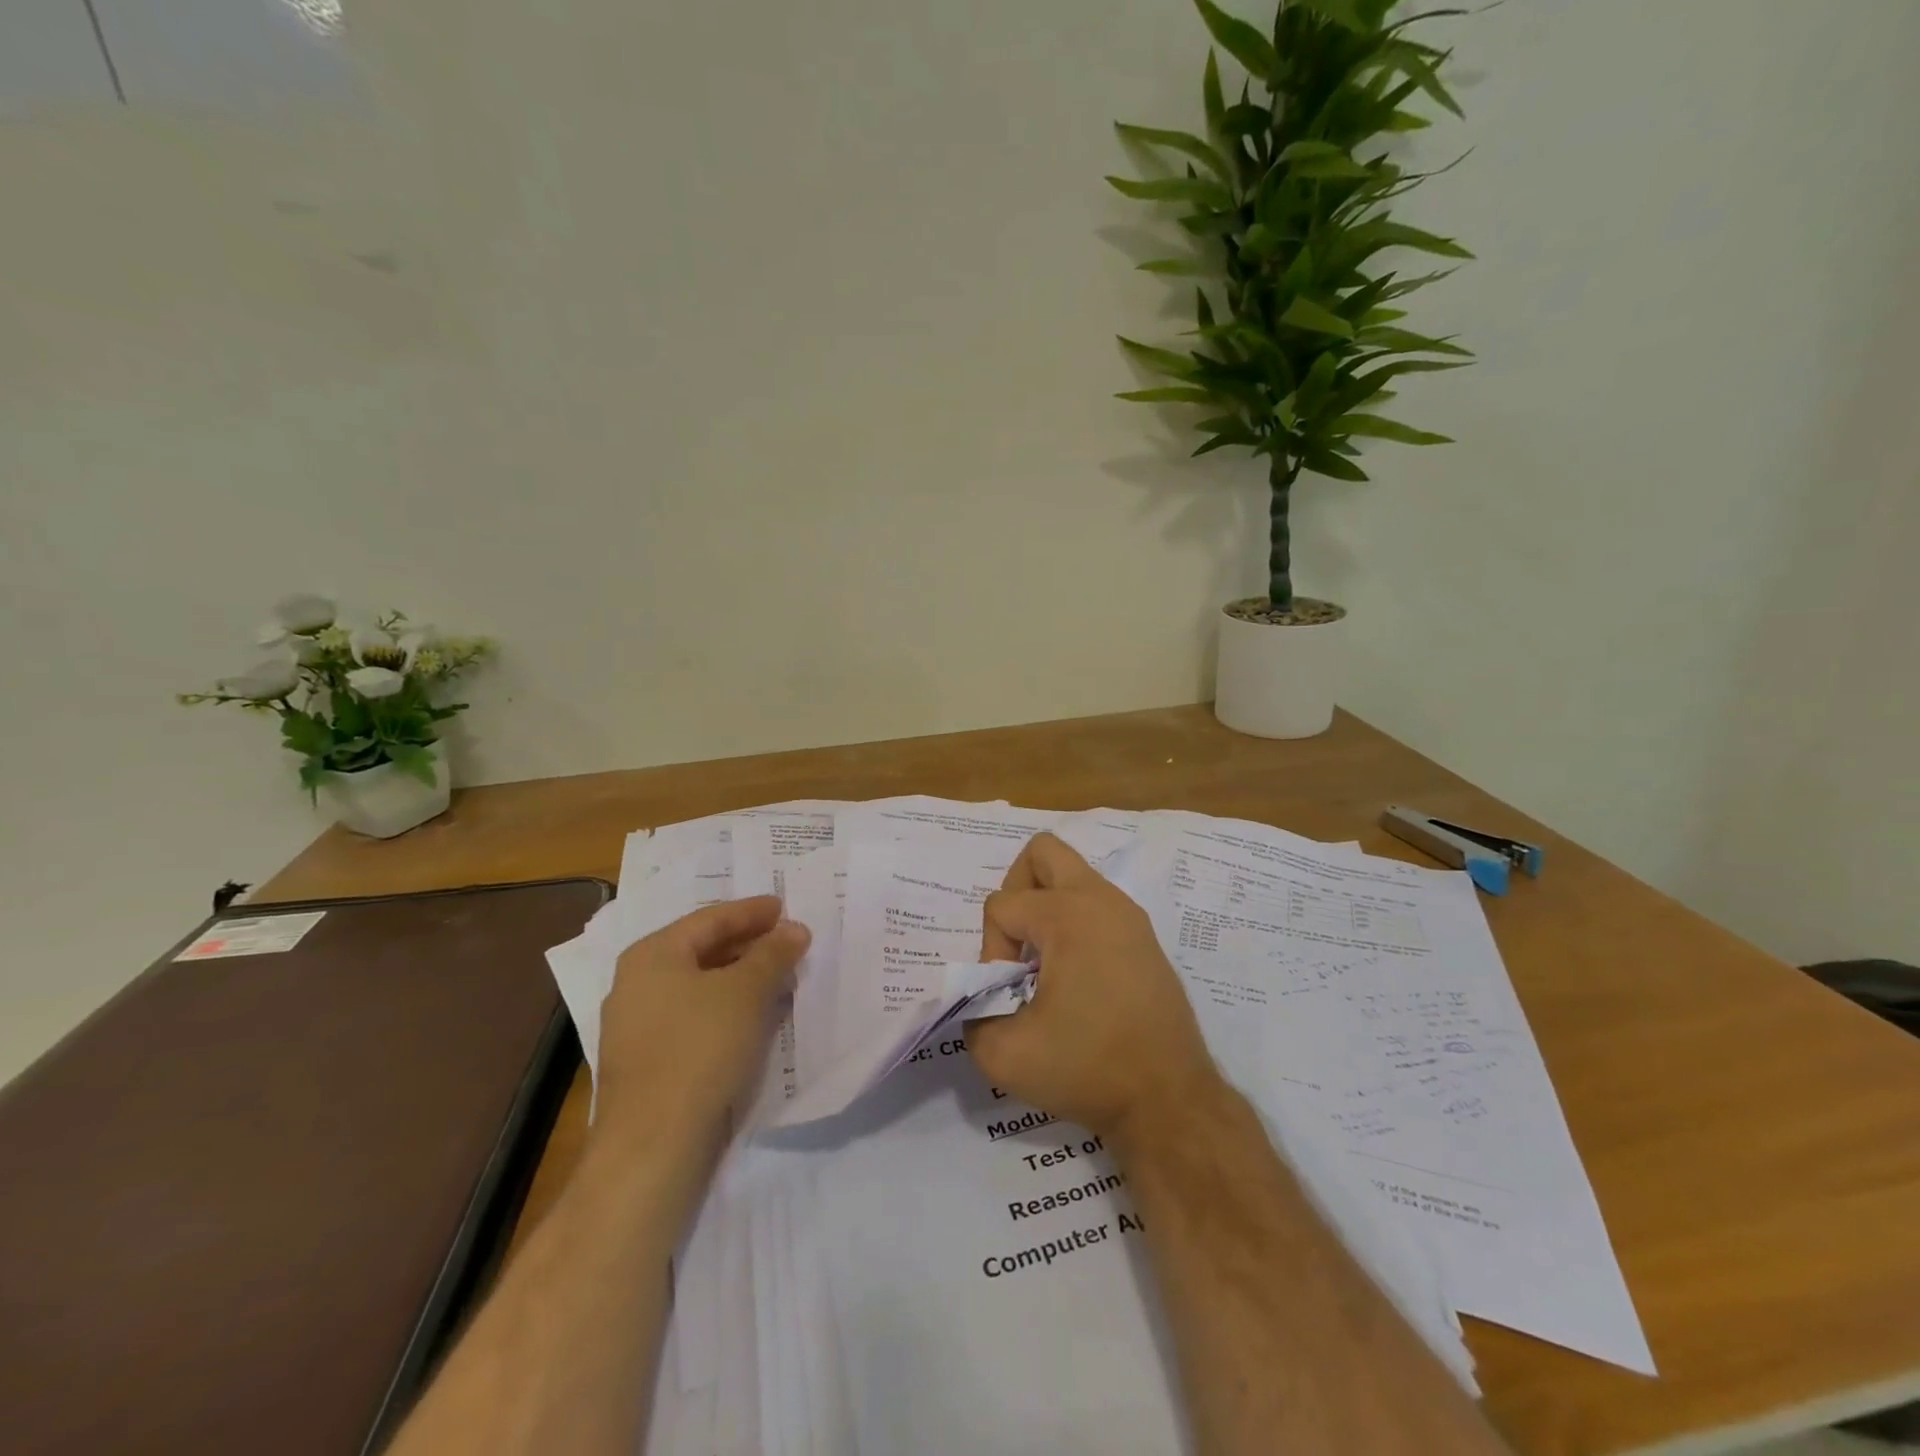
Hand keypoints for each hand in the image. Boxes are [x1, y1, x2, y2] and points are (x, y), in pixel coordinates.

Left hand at [593, 897, 809, 1150]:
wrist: (652, 1146)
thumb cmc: (699, 1049)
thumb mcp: (747, 991)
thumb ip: (773, 953)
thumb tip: (794, 929)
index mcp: (652, 955)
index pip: (711, 919)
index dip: (752, 911)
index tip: (786, 907)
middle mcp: (637, 983)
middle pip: (703, 950)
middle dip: (750, 945)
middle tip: (789, 942)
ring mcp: (638, 1026)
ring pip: (700, 987)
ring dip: (742, 979)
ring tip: (781, 978)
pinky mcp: (649, 1062)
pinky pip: (695, 1018)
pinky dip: (728, 1009)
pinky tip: (756, 1018)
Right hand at [968, 833, 1223, 1144]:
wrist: (1170, 1101)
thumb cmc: (1088, 1069)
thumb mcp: (1004, 1054)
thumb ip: (972, 1015)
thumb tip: (981, 996)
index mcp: (1068, 915)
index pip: (1002, 905)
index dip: (992, 950)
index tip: (1012, 994)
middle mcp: (1101, 900)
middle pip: (1043, 852)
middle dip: (1017, 889)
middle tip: (1018, 941)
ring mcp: (1129, 916)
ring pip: (1073, 877)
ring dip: (1046, 909)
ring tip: (1043, 965)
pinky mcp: (1144, 938)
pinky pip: (1095, 906)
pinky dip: (1073, 926)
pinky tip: (1074, 978)